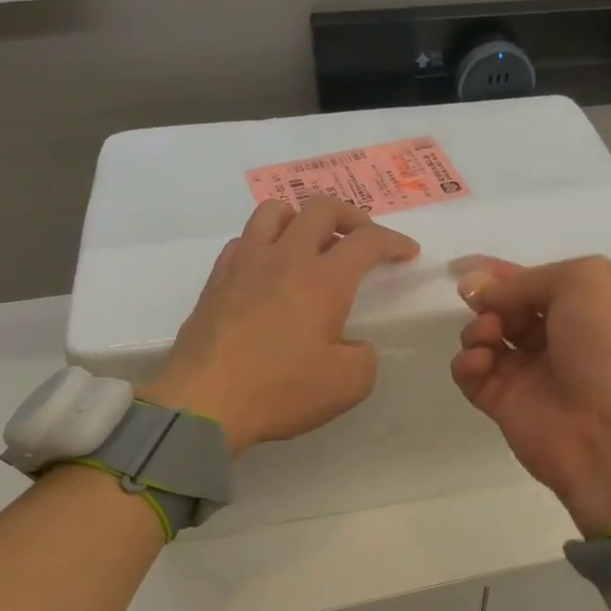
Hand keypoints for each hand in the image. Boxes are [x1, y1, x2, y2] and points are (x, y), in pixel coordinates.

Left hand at [140, 197, 418, 453]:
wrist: (203, 402)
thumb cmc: (280, 390)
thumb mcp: (348, 384)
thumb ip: (365, 356)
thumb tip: (353, 344)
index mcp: (324, 279)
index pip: (368, 240)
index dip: (394, 241)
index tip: (407, 253)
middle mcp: (286, 258)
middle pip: (322, 208)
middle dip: (352, 216)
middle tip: (363, 238)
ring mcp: (245, 263)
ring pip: (276, 211)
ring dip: (303, 218)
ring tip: (312, 242)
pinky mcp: (216, 279)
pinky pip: (245, 239)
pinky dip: (266, 242)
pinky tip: (270, 268)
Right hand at [452, 256, 610, 537]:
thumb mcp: (586, 282)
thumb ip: (531, 278)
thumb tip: (485, 290)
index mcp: (590, 308)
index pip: (539, 282)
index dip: (504, 272)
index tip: (464, 265)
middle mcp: (562, 339)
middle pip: (510, 308)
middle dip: (489, 298)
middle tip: (479, 301)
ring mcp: (533, 374)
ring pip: (488, 338)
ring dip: (479, 328)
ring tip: (490, 336)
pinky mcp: (506, 406)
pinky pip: (474, 375)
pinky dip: (468, 363)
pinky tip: (479, 363)